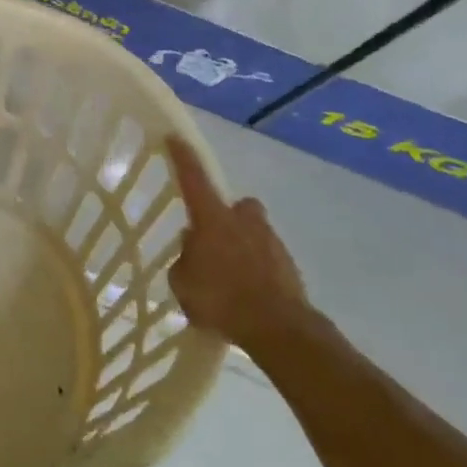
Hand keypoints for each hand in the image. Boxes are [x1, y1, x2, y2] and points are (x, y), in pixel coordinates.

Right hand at [166, 137, 310, 348]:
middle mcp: (243, 221)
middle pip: (237, 206)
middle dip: (229, 216)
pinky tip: (247, 295)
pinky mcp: (290, 267)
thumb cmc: (221, 299)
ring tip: (230, 278)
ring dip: (243, 247)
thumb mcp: (182, 282)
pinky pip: (267, 260)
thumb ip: (184, 259)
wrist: (279, 329)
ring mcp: (272, 242)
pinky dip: (258, 271)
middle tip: (216, 239)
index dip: (183, 157)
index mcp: (213, 219)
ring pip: (254, 233)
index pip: (194, 178)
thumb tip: (193, 247)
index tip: (175, 137)